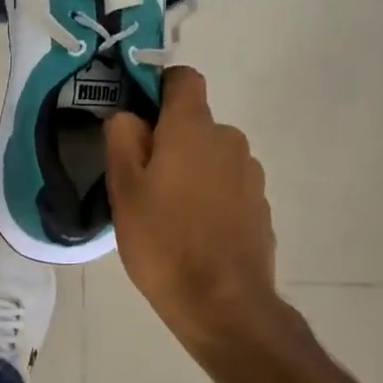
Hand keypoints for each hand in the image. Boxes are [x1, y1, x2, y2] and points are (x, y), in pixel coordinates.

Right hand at [105, 67, 286, 352]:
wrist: (222, 303)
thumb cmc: (163, 241)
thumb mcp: (123, 189)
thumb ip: (122, 139)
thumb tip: (129, 116)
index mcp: (193, 129)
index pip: (183, 79)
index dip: (158, 88)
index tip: (137, 117)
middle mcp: (230, 140)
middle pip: (194, 123)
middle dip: (168, 141)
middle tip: (140, 181)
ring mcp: (251, 175)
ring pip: (211, 156)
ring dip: (190, 170)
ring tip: (166, 212)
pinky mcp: (260, 206)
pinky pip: (227, 185)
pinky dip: (209, 196)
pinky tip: (193, 232)